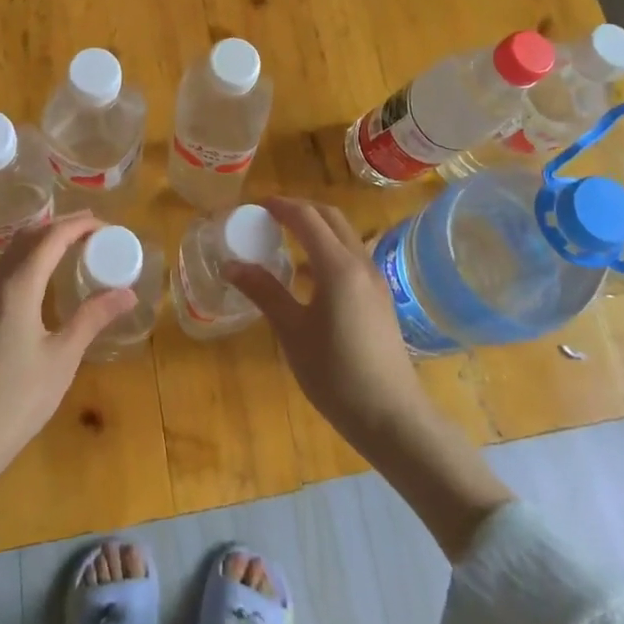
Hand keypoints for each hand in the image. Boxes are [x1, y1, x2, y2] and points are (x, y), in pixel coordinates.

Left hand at [0, 211, 134, 506]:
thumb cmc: (15, 401)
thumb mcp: (62, 359)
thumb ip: (93, 318)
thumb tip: (128, 292)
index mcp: (18, 287)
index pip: (51, 237)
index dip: (80, 225)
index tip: (109, 227)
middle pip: (28, 237)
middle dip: (61, 226)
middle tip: (95, 229)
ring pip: (13, 253)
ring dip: (43, 240)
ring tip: (75, 247)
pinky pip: (6, 271)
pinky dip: (30, 260)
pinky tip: (46, 280)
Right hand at [227, 196, 511, 558]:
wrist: (392, 417)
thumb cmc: (336, 374)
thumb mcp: (292, 332)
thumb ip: (264, 292)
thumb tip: (231, 265)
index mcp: (337, 266)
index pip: (306, 217)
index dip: (279, 206)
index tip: (254, 206)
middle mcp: (360, 263)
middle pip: (330, 217)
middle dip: (299, 209)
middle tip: (268, 217)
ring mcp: (375, 280)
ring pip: (344, 236)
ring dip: (316, 228)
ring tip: (285, 241)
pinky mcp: (380, 297)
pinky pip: (351, 256)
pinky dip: (328, 249)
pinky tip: (309, 277)